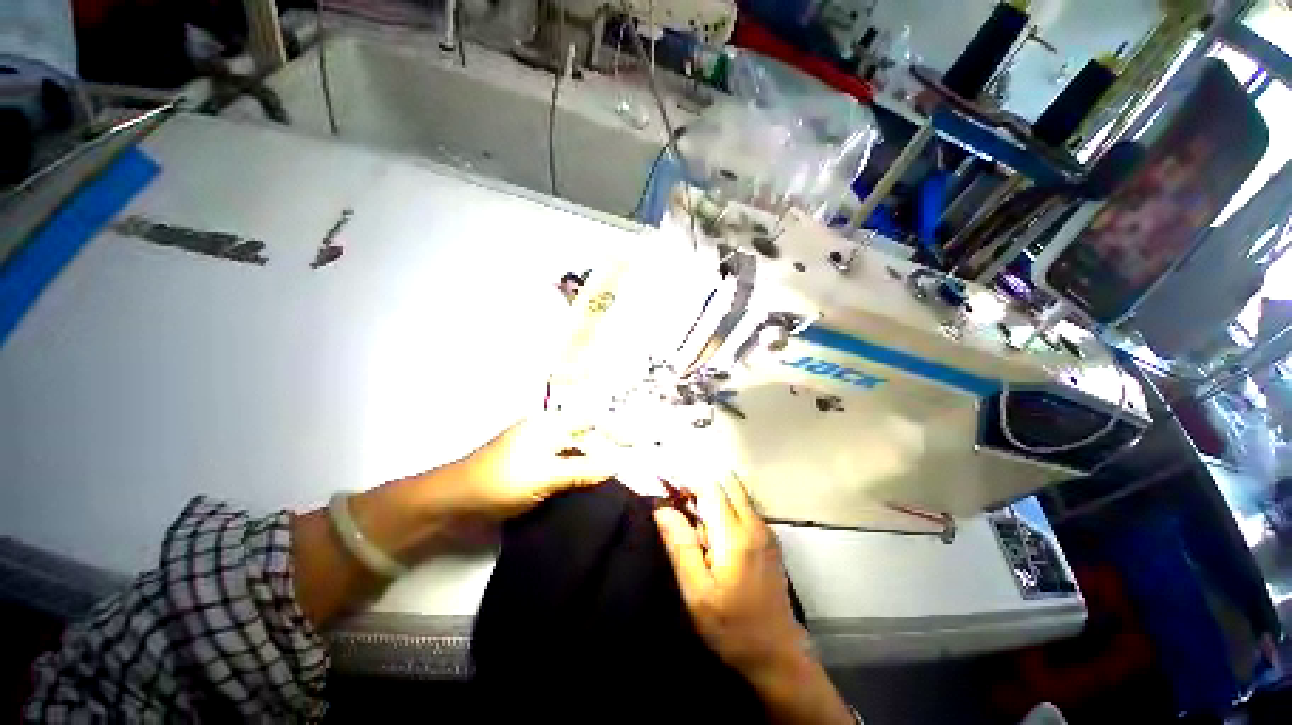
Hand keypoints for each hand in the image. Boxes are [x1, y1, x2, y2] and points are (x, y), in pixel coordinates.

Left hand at [440, 414, 614, 520]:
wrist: (456, 499)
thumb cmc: (503, 480)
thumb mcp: (546, 475)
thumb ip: (583, 469)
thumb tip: (616, 465)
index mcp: (550, 424)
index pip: (591, 419)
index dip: (614, 429)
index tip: (634, 444)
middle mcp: (546, 430)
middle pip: (585, 433)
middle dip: (607, 445)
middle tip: (628, 461)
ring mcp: (538, 448)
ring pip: (575, 449)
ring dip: (594, 459)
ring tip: (615, 473)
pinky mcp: (532, 465)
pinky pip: (564, 462)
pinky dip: (579, 469)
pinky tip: (589, 482)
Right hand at [654, 473, 853, 724]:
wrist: (778, 655)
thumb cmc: (732, 627)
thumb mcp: (697, 593)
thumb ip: (681, 546)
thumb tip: (662, 509)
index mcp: (735, 535)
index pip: (710, 488)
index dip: (688, 484)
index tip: (670, 495)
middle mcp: (755, 525)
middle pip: (727, 484)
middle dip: (702, 488)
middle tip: (683, 511)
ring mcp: (767, 531)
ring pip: (738, 495)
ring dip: (715, 499)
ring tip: (697, 528)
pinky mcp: (771, 541)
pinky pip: (746, 509)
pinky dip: (728, 510)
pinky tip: (716, 539)